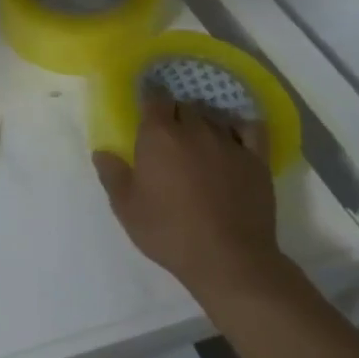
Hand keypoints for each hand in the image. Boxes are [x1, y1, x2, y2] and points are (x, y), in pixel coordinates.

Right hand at [93, 90, 293, 322]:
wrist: (229, 259)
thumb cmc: (169, 231)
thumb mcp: (126, 208)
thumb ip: (112, 175)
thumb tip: (101, 152)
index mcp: (159, 135)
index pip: (154, 98)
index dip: (150, 101)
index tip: (146, 111)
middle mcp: (194, 129)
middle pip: (184, 105)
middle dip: (175, 114)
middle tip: (169, 136)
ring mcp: (228, 142)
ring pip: (214, 116)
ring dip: (203, 122)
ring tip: (199, 141)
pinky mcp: (257, 159)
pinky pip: (251, 129)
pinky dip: (241, 126)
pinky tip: (236, 135)